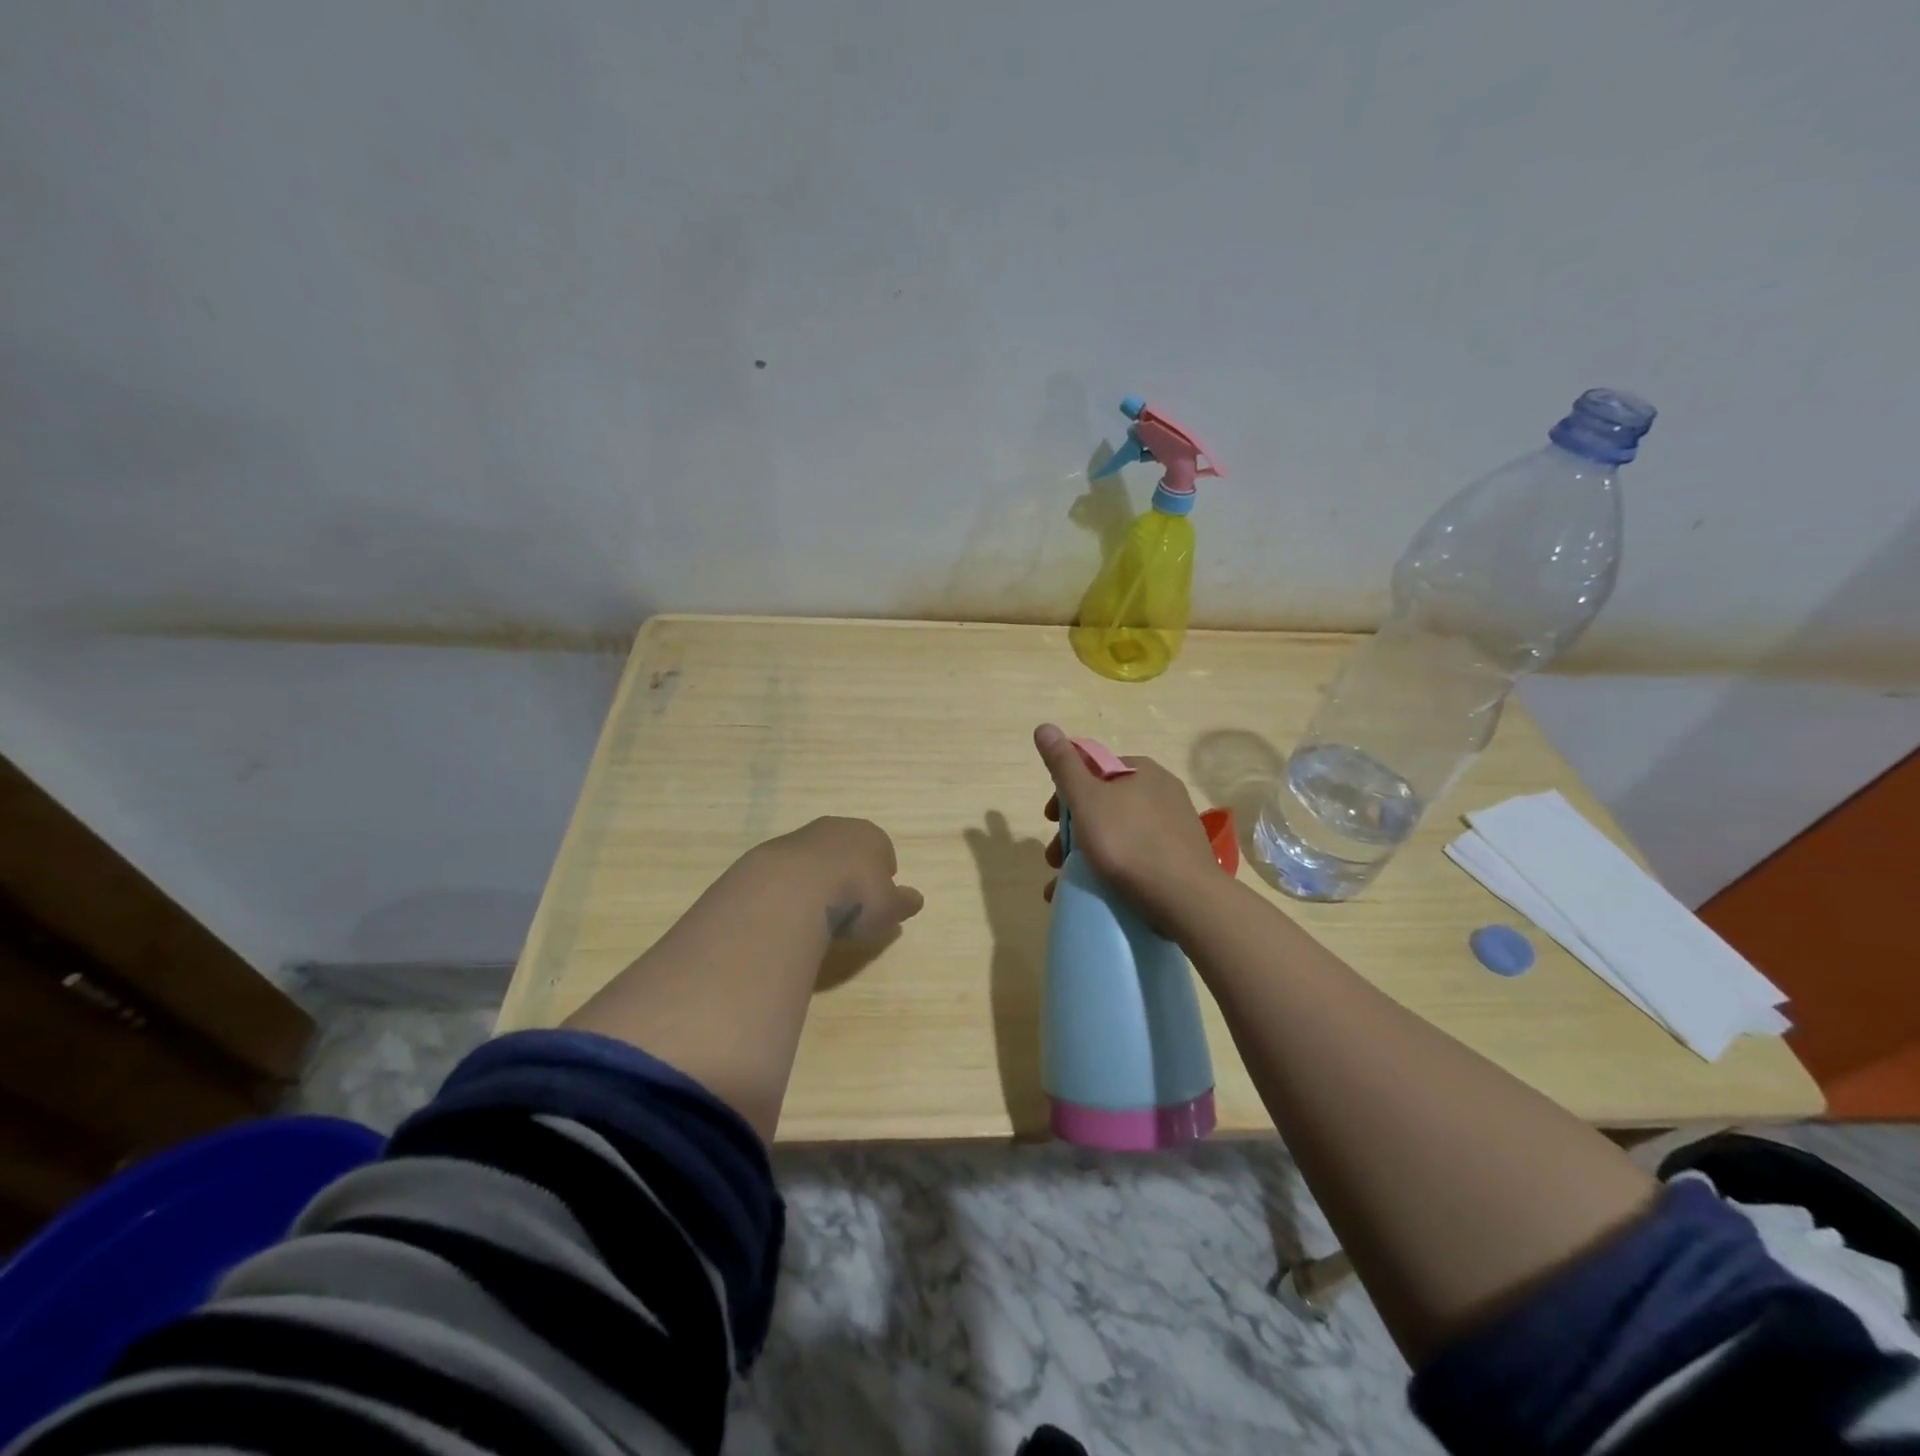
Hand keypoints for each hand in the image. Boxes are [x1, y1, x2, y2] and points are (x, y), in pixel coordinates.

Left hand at [757, 816, 924, 940]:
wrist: (793, 889)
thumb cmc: (854, 896)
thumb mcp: (889, 908)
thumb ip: (903, 903)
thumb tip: (916, 899)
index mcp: (872, 835)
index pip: (883, 850)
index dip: (882, 876)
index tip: (876, 901)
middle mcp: (838, 827)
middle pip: (849, 848)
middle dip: (850, 871)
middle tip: (848, 904)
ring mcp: (801, 835)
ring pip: (817, 855)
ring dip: (819, 877)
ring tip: (817, 910)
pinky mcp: (771, 851)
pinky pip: (790, 869)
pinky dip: (793, 884)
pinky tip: (792, 907)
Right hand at [1033, 723, 1219, 933]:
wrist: (1185, 898)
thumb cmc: (1128, 842)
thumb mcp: (1086, 799)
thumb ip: (1063, 765)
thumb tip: (1044, 727)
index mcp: (1142, 770)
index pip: (1094, 769)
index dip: (1065, 792)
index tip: (1050, 820)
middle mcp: (1163, 791)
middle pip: (1104, 804)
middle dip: (1073, 830)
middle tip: (1055, 858)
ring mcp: (1175, 826)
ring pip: (1118, 833)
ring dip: (1087, 854)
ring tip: (1067, 883)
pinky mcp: (1181, 858)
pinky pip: (1137, 856)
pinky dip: (1113, 869)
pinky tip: (1096, 892)